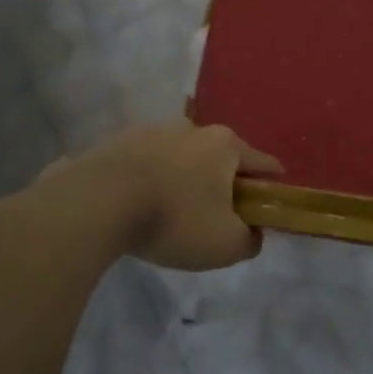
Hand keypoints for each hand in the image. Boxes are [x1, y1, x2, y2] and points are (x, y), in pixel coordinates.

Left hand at [63, 123, 281, 271]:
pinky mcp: (118, 142)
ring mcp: (151, 131)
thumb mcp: (225, 244)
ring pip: (180, 158)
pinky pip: (146, 165)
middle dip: (224, 181)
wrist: (98, 202)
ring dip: (184, 179)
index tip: (274, 195)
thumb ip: (250, 239)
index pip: (262, 162)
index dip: (272, 181)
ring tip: (175, 211)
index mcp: (224, 145)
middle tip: (220, 212)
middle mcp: (191, 128)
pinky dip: (151, 181)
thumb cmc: (174, 219)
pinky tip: (142, 205)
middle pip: (219, 157)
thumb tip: (252, 232)